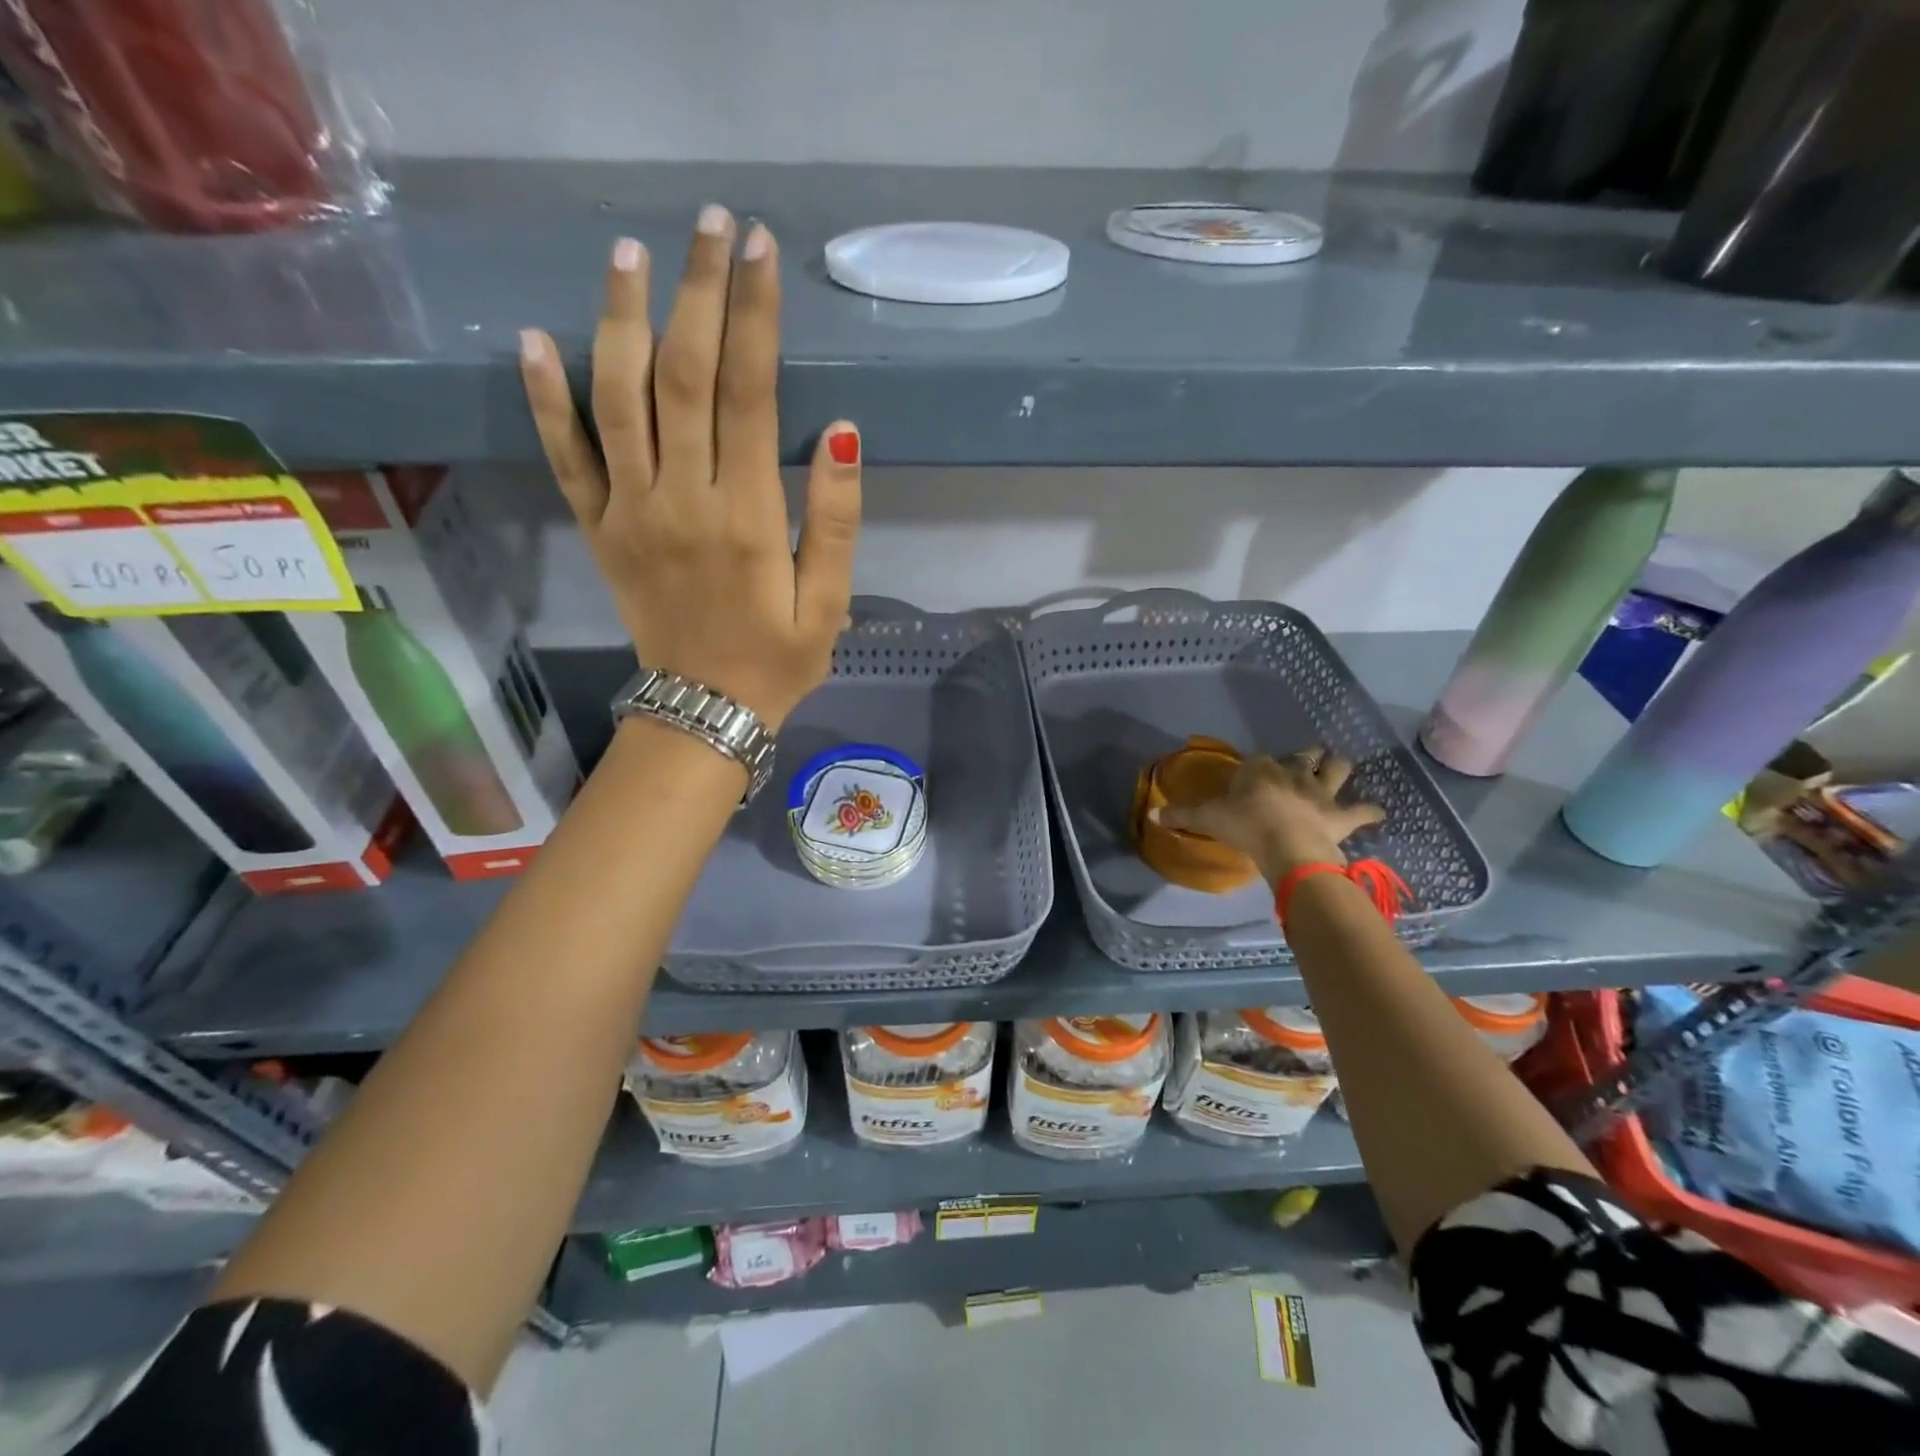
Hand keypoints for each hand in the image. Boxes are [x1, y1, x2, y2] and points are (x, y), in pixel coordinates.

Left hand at [519, 206, 861, 729]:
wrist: (704, 710)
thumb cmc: (778, 659)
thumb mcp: (830, 604)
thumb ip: (837, 520)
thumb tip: (844, 430)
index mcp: (747, 517)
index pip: (748, 394)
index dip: (755, 316)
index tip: (761, 251)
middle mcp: (682, 499)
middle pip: (682, 376)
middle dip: (699, 292)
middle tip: (712, 224)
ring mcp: (630, 511)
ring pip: (617, 398)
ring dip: (622, 319)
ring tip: (633, 254)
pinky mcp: (598, 528)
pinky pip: (566, 457)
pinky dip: (546, 398)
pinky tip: (536, 339)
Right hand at [1151, 748, 1384, 880]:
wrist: (1286, 846)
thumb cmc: (1244, 826)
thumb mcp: (1207, 819)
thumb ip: (1181, 816)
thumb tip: (1151, 815)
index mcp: (1260, 770)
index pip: (1260, 759)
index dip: (1259, 766)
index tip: (1255, 773)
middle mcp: (1294, 773)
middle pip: (1305, 755)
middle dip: (1306, 756)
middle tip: (1305, 761)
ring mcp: (1321, 792)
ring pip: (1338, 768)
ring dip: (1339, 768)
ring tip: (1339, 769)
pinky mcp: (1341, 814)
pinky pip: (1363, 810)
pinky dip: (1370, 810)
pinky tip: (1376, 812)